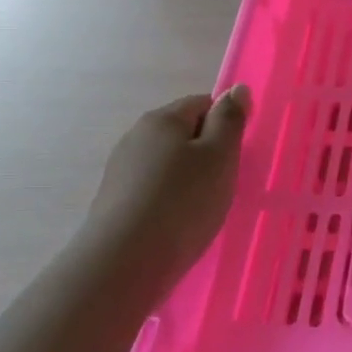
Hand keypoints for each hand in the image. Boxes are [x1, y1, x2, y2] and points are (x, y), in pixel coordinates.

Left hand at [83, 86, 249, 281]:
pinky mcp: (114, 201)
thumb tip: (236, 89)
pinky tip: (178, 223)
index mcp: (163, 119)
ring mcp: (121, 170)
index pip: (202, 103)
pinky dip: (169, 199)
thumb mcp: (220, 156)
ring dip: (188, 178)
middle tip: (225, 183)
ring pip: (167, 163)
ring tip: (202, 208)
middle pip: (182, 133)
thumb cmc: (183, 202)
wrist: (125, 263)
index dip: (225, 124)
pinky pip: (152, 189)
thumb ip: (230, 120)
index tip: (237, 155)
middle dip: (206, 152)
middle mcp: (136, 136)